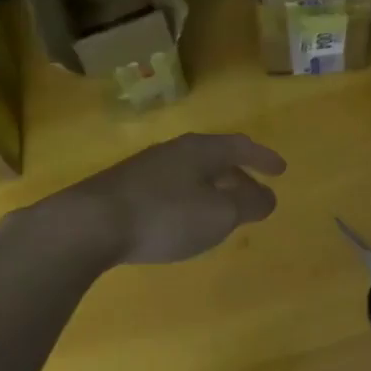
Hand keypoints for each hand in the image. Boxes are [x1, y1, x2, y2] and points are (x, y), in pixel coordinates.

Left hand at [33, 133, 287, 265]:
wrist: (89, 224)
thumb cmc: (165, 215)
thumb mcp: (219, 213)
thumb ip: (248, 204)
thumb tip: (267, 197)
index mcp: (199, 150)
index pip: (239, 146)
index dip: (263, 158)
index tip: (281, 171)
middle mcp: (172, 152)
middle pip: (213, 160)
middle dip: (239, 178)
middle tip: (255, 198)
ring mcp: (143, 170)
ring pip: (190, 176)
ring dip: (212, 192)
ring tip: (222, 213)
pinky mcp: (123, 191)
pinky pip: (169, 191)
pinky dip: (188, 203)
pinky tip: (182, 223)